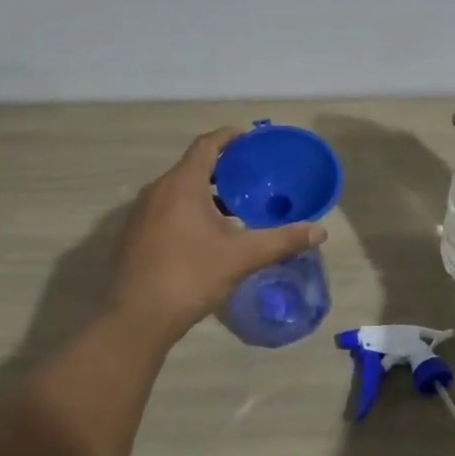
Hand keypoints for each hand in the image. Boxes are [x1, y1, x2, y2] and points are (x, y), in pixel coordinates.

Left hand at [106, 128, 327, 343]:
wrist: (136, 318)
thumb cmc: (189, 276)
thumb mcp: (241, 257)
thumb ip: (281, 240)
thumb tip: (320, 231)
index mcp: (181, 184)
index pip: (206, 144)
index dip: (229, 137)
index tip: (251, 140)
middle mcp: (157, 190)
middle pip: (192, 166)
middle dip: (222, 168)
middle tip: (251, 177)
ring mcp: (141, 213)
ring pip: (178, 189)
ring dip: (205, 192)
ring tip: (234, 207)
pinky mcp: (134, 234)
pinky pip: (165, 208)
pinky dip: (188, 209)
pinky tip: (206, 234)